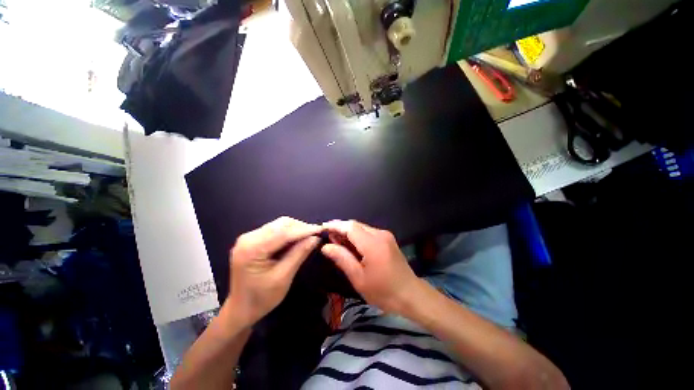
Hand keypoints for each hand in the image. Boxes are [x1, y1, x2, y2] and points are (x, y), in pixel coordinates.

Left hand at [226, 217, 321, 325]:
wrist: (241, 310)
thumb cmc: (262, 298)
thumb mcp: (283, 277)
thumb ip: (299, 254)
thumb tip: (316, 238)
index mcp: (252, 249)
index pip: (283, 233)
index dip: (304, 230)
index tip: (321, 229)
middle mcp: (248, 238)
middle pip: (280, 224)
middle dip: (300, 228)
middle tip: (316, 234)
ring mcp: (249, 237)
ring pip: (279, 225)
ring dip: (295, 229)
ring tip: (309, 236)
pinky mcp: (252, 239)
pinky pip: (275, 230)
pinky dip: (288, 233)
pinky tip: (297, 239)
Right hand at [322, 220, 420, 313]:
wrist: (411, 295)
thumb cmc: (383, 291)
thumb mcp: (359, 278)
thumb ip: (342, 258)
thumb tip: (326, 247)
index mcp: (373, 244)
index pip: (350, 227)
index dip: (335, 226)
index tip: (322, 228)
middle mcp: (380, 234)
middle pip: (356, 225)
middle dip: (340, 229)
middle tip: (328, 238)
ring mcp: (385, 235)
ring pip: (362, 228)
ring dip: (348, 233)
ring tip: (337, 243)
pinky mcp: (387, 239)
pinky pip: (368, 233)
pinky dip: (357, 236)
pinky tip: (351, 246)